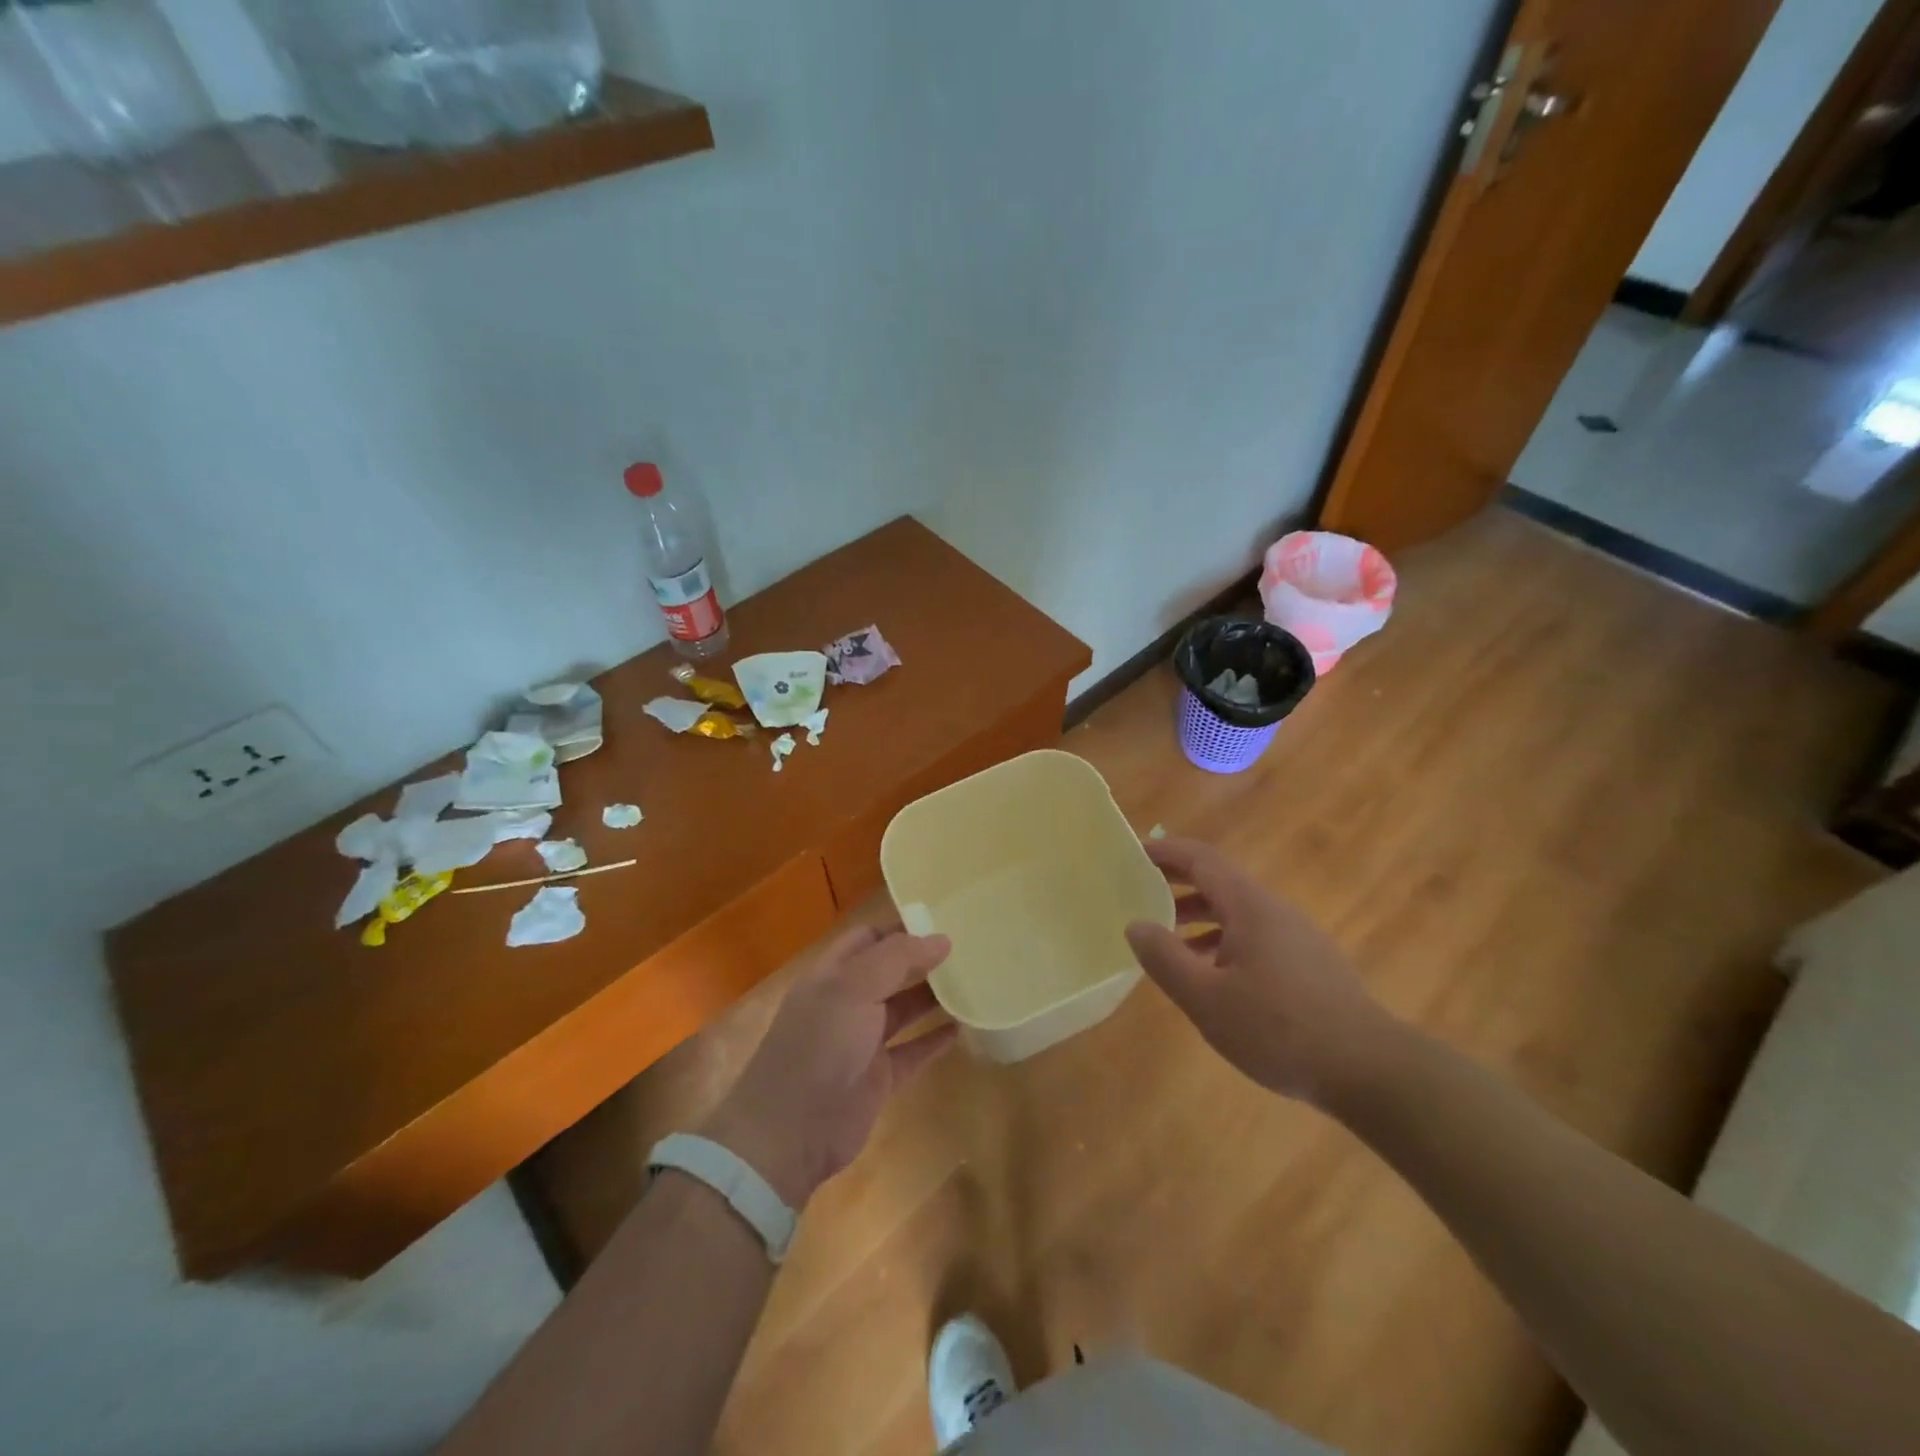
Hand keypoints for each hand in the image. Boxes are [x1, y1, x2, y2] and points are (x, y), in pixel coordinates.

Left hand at [700, 924, 958, 1208]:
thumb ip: (897, 959)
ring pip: (901, 1010)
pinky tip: (961, 1028)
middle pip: (887, 972)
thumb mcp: (854, 988)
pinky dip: (934, 1040)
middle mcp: (845, 1003)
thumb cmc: (819, 1045)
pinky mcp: (878, 1078)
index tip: (941, 918)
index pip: (867, 938)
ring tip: (970, 981)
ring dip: (930, 996)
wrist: (791, 1132)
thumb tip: (941, 938)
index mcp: (831, 975)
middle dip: (920, 959)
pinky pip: (912, 1051)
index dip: (900, 927)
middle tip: (965, 948)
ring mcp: (861, 1042)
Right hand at [1124, 837, 1399, 1105]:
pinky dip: (1222, 941)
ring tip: (1167, 940)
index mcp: (1249, 906)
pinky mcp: (1308, 963)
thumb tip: (1136, 925)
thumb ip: (1165, 958)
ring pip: (1237, 911)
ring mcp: (1296, 936)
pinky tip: (1211, 976)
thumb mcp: (1207, 998)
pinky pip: (1254, 936)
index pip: (1202, 859)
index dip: (1167, 851)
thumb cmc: (1279, 1029)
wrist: (1369, 1070)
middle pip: (1219, 881)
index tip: (1134, 853)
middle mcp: (1274, 910)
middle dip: (1178, 882)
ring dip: (1198, 916)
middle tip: (1140, 891)